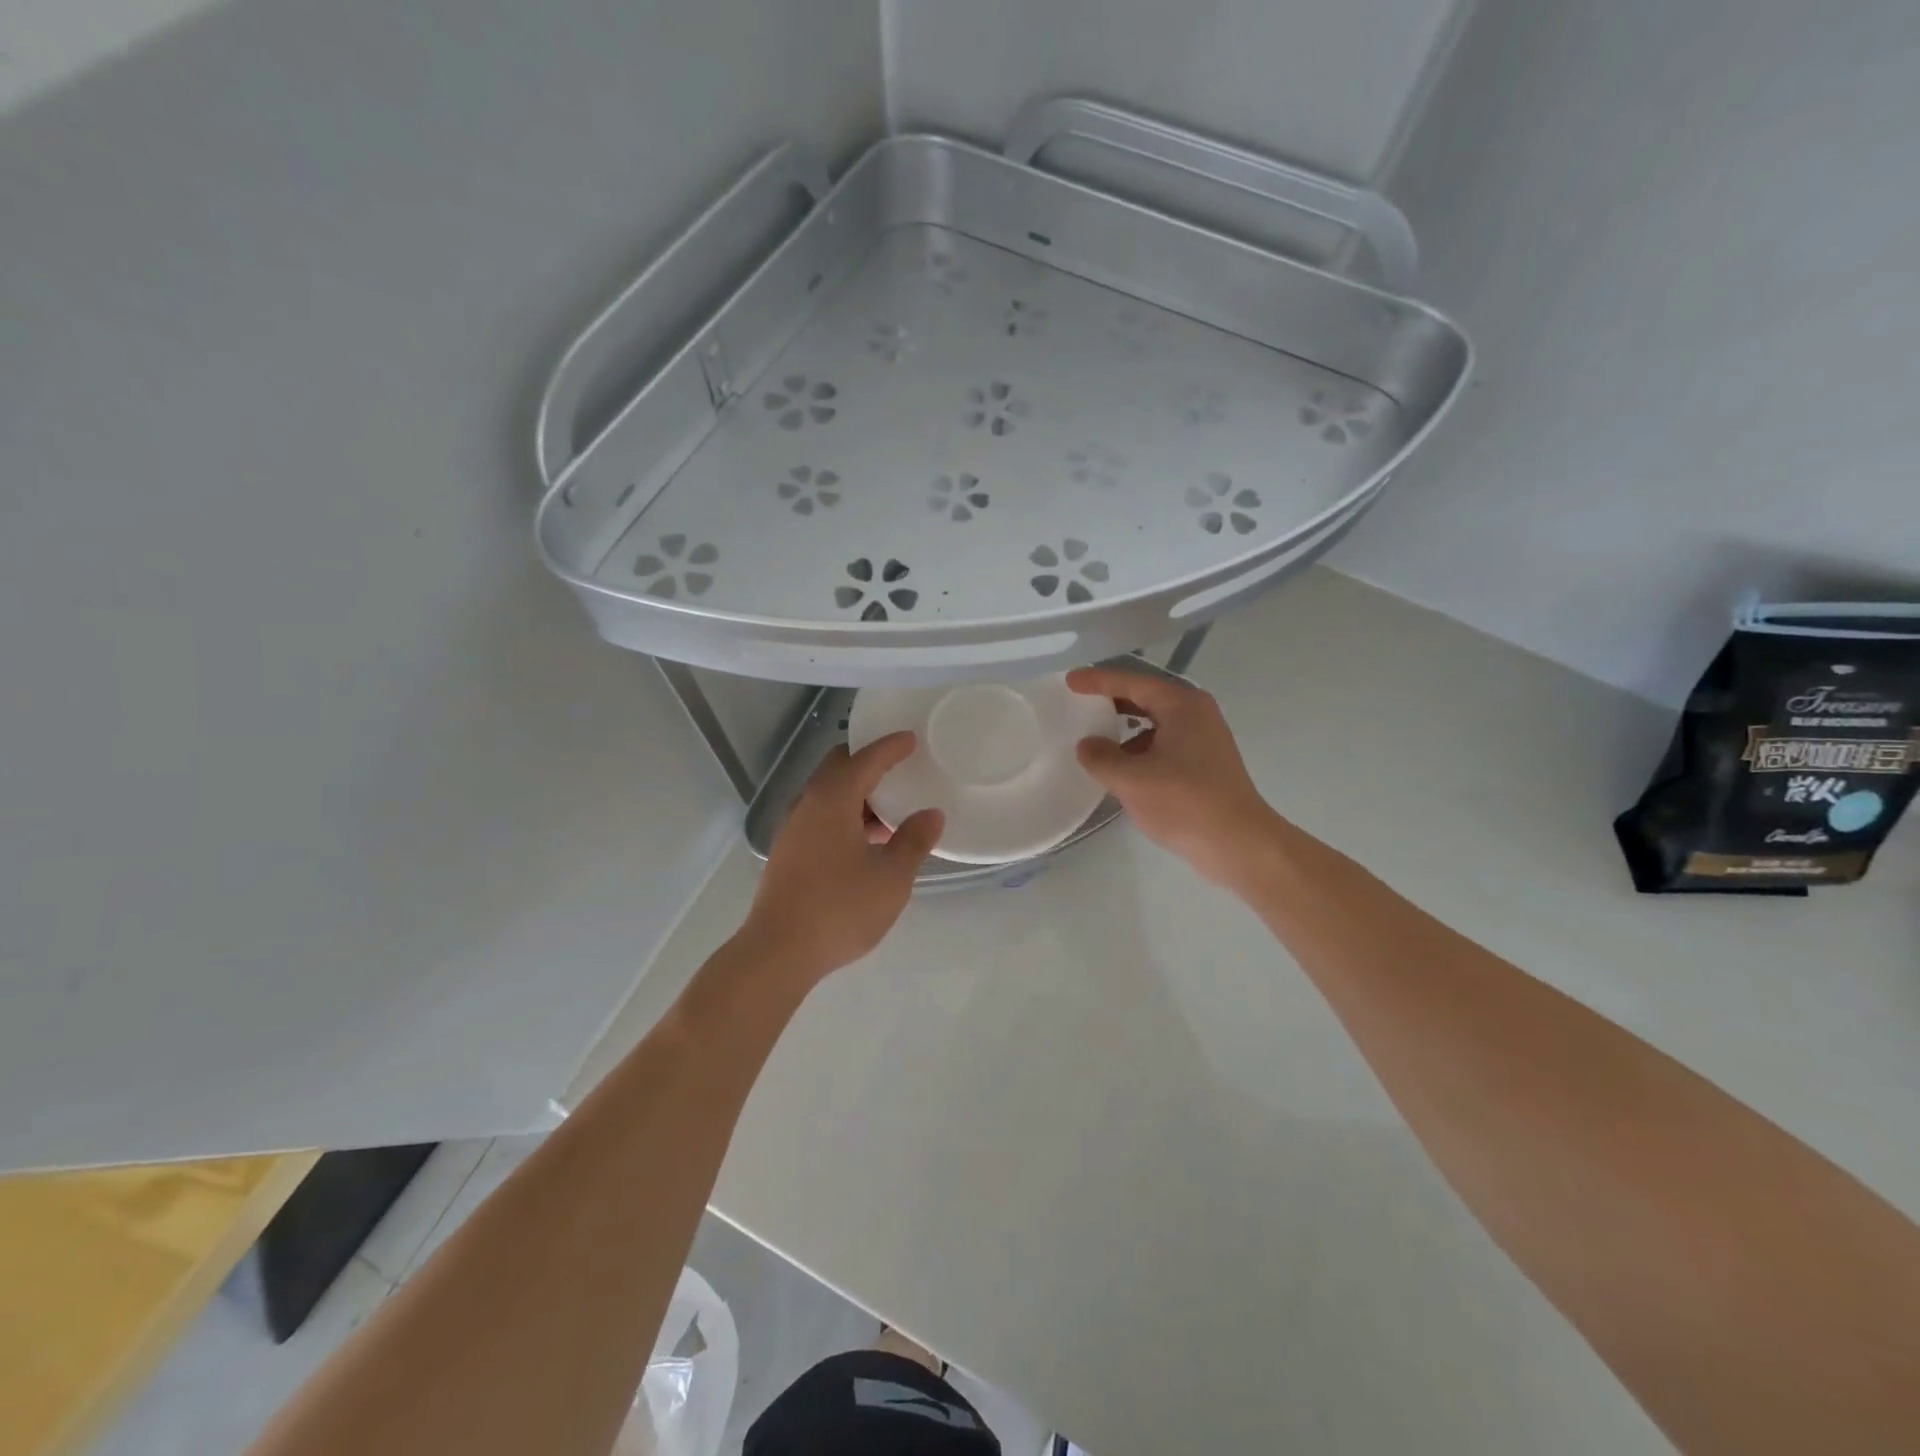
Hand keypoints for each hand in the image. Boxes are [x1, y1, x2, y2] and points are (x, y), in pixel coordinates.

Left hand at [742, 734, 943, 982]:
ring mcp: (793, 830)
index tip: (911, 739)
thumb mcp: (890, 878)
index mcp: (832, 801)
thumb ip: (913, 842)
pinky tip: (865, 842)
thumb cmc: (839, 909)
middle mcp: (807, 806)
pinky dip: (844, 814)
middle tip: (898, 766)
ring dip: (856, 793)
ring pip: (827, 795)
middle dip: (867, 762)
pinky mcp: (788, 854)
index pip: (864, 760)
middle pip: (837, 768)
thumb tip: (931, 815)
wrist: (778, 953)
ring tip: (888, 810)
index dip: (890, 748)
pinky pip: (820, 817)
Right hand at [1067, 667, 1277, 887]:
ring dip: (1126, 727)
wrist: (1239, 844)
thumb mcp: (1131, 780)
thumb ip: (1101, 757)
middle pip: (1146, 697)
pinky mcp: (1206, 763)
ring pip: (1156, 722)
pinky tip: (1124, 768)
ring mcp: (1205, 738)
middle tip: (1081, 703)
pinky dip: (1141, 748)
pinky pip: (1165, 743)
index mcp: (1181, 705)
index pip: (1132, 682)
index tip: (1071, 681)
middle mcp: (1197, 713)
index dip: (1098, 680)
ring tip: (1097, 739)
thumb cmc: (1184, 803)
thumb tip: (1087, 745)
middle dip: (1113, 700)